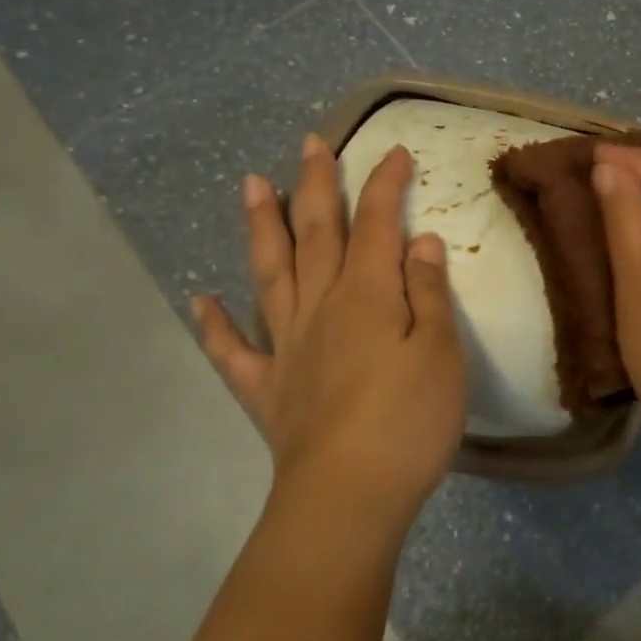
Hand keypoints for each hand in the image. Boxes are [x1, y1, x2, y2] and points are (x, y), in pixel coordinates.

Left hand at [193, 134, 465, 530]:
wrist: (348, 497)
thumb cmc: (409, 422)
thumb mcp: (440, 353)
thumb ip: (429, 294)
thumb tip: (420, 242)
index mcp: (368, 294)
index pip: (377, 223)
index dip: (385, 183)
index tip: (394, 151)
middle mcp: (321, 306)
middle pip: (317, 233)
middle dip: (316, 184)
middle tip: (310, 143)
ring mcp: (287, 345)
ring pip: (270, 272)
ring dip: (262, 226)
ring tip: (251, 184)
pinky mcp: (267, 388)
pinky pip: (233, 351)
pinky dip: (214, 324)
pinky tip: (200, 300)